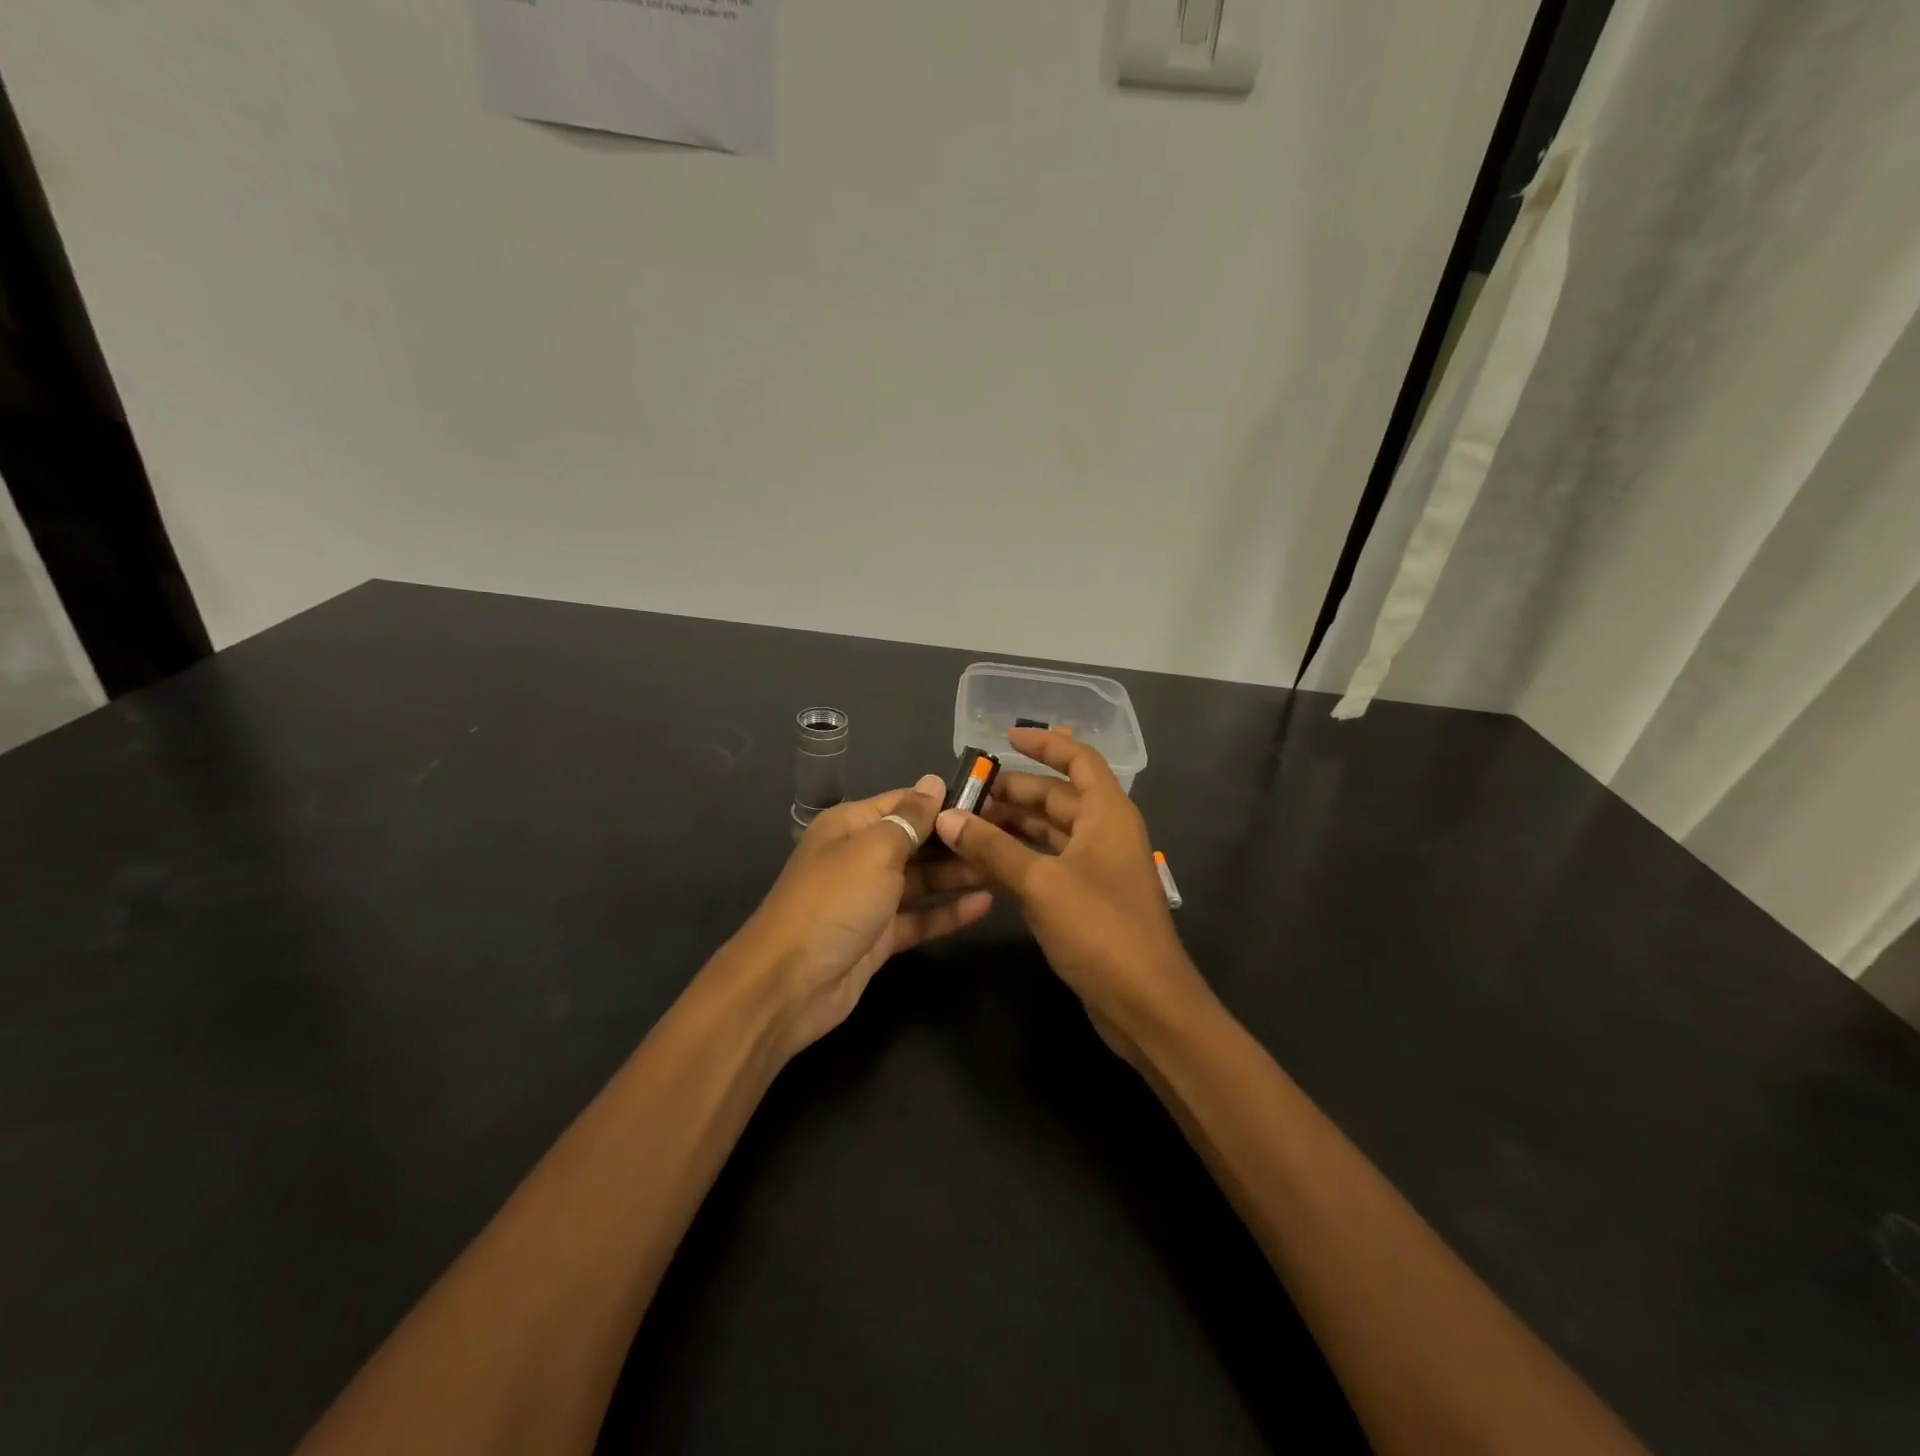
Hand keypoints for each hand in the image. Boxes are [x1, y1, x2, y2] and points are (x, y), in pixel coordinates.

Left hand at [735, 775, 992, 1059]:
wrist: (790, 984)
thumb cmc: (834, 901)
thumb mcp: (875, 850)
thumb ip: (910, 818)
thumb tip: (933, 781)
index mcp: (851, 826)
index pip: (904, 802)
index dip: (944, 801)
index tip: (991, 800)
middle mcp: (860, 857)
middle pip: (916, 841)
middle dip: (956, 839)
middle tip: (1008, 836)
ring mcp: (870, 899)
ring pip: (922, 880)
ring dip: (958, 874)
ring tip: (1004, 867)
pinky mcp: (880, 937)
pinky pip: (920, 917)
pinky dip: (949, 911)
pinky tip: (985, 904)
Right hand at [933, 728, 1212, 1052]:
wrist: (1145, 1003)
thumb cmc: (1100, 930)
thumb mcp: (1041, 883)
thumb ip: (992, 848)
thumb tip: (947, 817)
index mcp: (1108, 813)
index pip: (1078, 759)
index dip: (1044, 744)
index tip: (1004, 738)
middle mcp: (1105, 832)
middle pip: (1056, 797)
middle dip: (1012, 793)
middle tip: (963, 796)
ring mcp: (1096, 867)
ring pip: (1049, 832)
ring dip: (1011, 827)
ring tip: (964, 826)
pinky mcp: (1085, 898)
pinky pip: (1047, 862)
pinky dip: (1017, 857)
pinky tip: (983, 862)